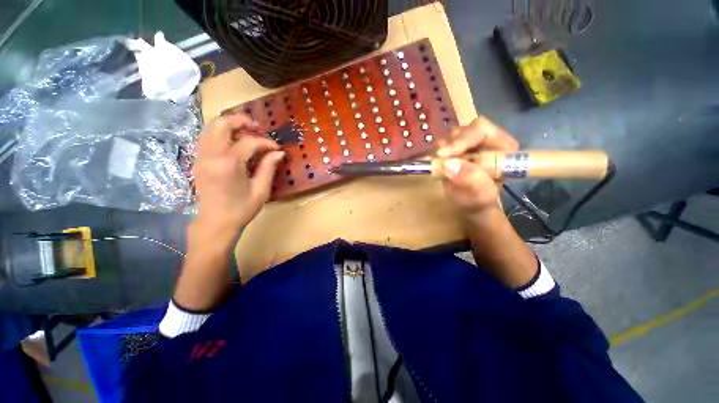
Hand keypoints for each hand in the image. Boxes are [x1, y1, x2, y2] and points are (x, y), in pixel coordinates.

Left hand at [192, 113, 283, 230]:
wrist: (216, 223)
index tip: (277, 148)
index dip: (266, 142)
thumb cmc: (241, 209)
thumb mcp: (261, 190)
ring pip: (210, 127)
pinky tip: (233, 141)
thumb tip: (279, 152)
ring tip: (246, 131)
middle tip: (257, 127)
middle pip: (222, 124)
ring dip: (229, 125)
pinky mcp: (198, 160)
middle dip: (241, 121)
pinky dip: (220, 133)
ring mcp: (201, 157)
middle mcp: (211, 155)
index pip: (249, 142)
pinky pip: (206, 137)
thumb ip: (269, 167)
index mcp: (229, 164)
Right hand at [437, 115, 518, 219]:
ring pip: (453, 134)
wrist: (469, 205)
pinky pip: (443, 143)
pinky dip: (438, 150)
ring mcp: (469, 143)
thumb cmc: (479, 201)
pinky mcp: (455, 148)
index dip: (462, 139)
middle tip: (440, 157)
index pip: (481, 130)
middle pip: (465, 129)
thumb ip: (471, 180)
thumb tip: (450, 165)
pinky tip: (437, 161)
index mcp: (501, 147)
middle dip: (451, 143)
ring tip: (440, 161)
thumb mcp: (479, 195)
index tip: (445, 154)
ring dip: (443, 147)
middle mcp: (486, 141)